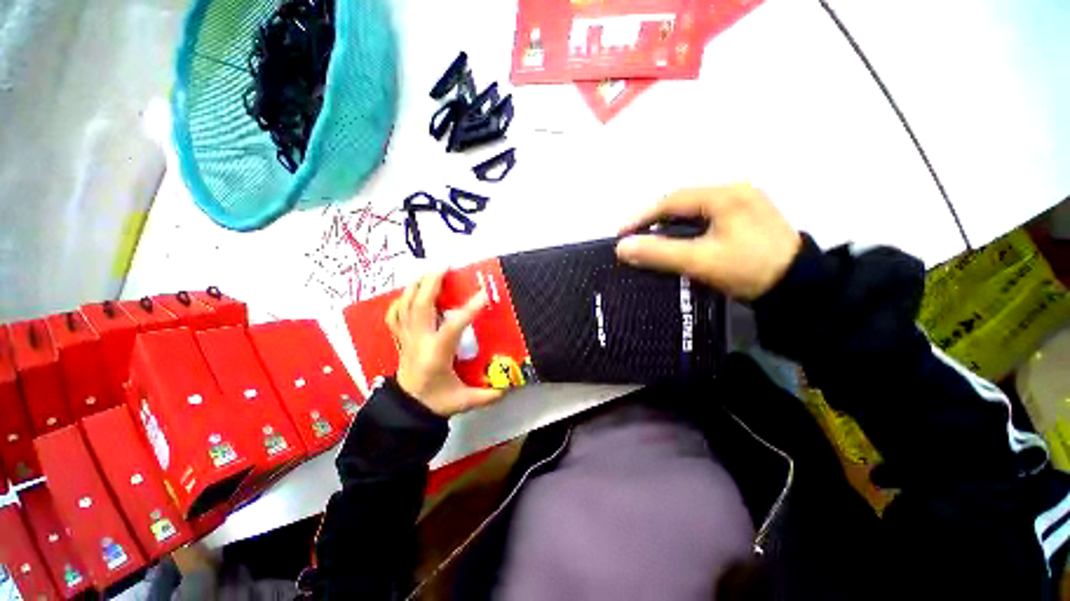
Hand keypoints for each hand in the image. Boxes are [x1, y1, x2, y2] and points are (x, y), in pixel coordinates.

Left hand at [385, 271, 503, 416]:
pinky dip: (400, 301)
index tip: (483, 294)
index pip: (452, 326)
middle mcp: (419, 341)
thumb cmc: (436, 402)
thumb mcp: (464, 401)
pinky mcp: (400, 339)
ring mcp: (407, 339)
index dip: (468, 309)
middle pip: (421, 307)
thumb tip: (509, 387)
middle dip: (432, 283)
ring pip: (405, 306)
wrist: (406, 411)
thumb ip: (487, 395)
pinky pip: (395, 315)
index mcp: (437, 354)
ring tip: (428, 271)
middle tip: (444, 266)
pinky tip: (409, 292)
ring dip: (416, 286)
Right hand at [615, 184, 802, 299]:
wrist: (801, 288)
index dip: (642, 216)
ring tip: (651, 241)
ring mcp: (743, 204)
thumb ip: (658, 253)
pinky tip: (679, 242)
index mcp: (724, 195)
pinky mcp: (746, 219)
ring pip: (694, 211)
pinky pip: (706, 219)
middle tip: (634, 238)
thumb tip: (622, 247)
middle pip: (682, 203)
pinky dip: (686, 230)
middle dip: (654, 220)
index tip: (621, 234)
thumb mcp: (700, 261)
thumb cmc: (749, 269)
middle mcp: (734, 192)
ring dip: (670, 225)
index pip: (671, 200)